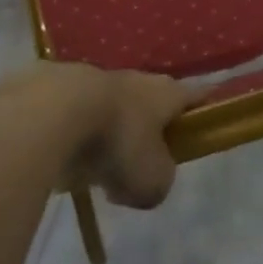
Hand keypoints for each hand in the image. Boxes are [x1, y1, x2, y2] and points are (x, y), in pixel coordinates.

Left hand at [50, 65, 193, 209]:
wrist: (55, 113)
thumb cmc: (119, 143)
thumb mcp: (152, 182)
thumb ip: (159, 183)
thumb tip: (147, 180)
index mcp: (166, 94)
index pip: (196, 95)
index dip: (204, 106)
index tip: (207, 115)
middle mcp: (136, 80)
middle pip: (151, 103)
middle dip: (150, 129)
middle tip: (144, 161)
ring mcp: (98, 80)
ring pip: (113, 109)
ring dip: (110, 133)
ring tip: (100, 167)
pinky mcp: (62, 88)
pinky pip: (78, 116)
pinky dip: (77, 136)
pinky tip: (68, 160)